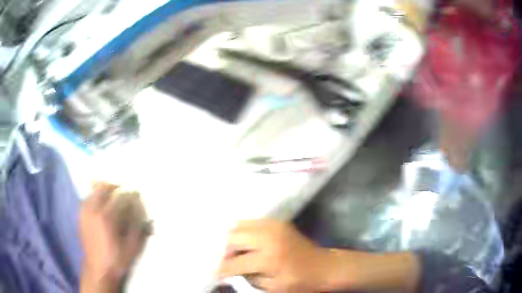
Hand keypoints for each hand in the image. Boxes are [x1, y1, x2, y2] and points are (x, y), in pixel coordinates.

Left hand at [79, 182, 150, 292]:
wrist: (98, 269)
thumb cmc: (117, 260)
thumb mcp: (132, 247)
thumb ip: (138, 227)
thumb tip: (141, 210)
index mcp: (107, 218)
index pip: (120, 197)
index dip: (130, 195)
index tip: (137, 196)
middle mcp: (94, 210)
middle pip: (103, 187)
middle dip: (115, 186)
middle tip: (123, 192)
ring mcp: (85, 212)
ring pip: (93, 190)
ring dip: (104, 190)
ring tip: (112, 197)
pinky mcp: (81, 216)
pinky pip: (87, 198)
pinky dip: (95, 196)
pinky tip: (101, 205)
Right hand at [217, 220, 333, 292]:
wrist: (324, 267)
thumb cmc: (300, 282)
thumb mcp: (273, 288)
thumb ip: (248, 278)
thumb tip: (230, 270)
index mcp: (269, 258)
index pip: (235, 262)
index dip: (222, 268)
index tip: (217, 273)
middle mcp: (269, 237)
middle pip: (233, 236)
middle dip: (226, 250)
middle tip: (229, 261)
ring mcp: (274, 226)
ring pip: (240, 225)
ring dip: (235, 240)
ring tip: (238, 253)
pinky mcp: (278, 222)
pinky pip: (252, 222)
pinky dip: (245, 232)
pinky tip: (249, 244)